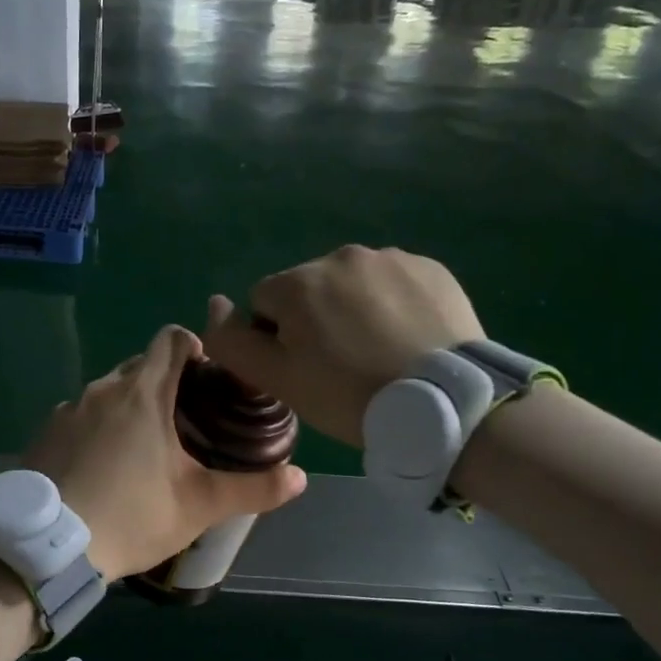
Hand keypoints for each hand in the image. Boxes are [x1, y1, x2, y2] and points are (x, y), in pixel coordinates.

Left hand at [24, 325, 307, 579]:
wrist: (49, 547)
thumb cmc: (131, 515)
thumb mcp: (199, 505)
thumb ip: (252, 489)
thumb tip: (300, 477)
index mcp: (143, 392)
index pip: (171, 338)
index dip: (194, 347)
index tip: (208, 376)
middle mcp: (103, 388)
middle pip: (140, 365)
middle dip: (165, 382)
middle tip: (185, 421)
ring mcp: (68, 409)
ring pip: (107, 392)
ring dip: (128, 407)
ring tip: (142, 449)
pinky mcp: (44, 433)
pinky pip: (79, 416)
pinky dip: (96, 428)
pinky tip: (102, 467)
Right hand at [203, 246, 484, 446]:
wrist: (445, 404)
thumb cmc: (349, 396)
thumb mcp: (278, 380)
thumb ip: (232, 341)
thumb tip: (215, 303)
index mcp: (298, 282)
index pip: (263, 303)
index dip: (276, 339)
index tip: (304, 370)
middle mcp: (340, 256)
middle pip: (308, 289)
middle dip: (315, 319)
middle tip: (341, 366)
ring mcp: (390, 258)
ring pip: (351, 284)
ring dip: (353, 309)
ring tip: (378, 352)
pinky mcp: (429, 267)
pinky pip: (393, 282)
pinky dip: (392, 304)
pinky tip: (407, 338)